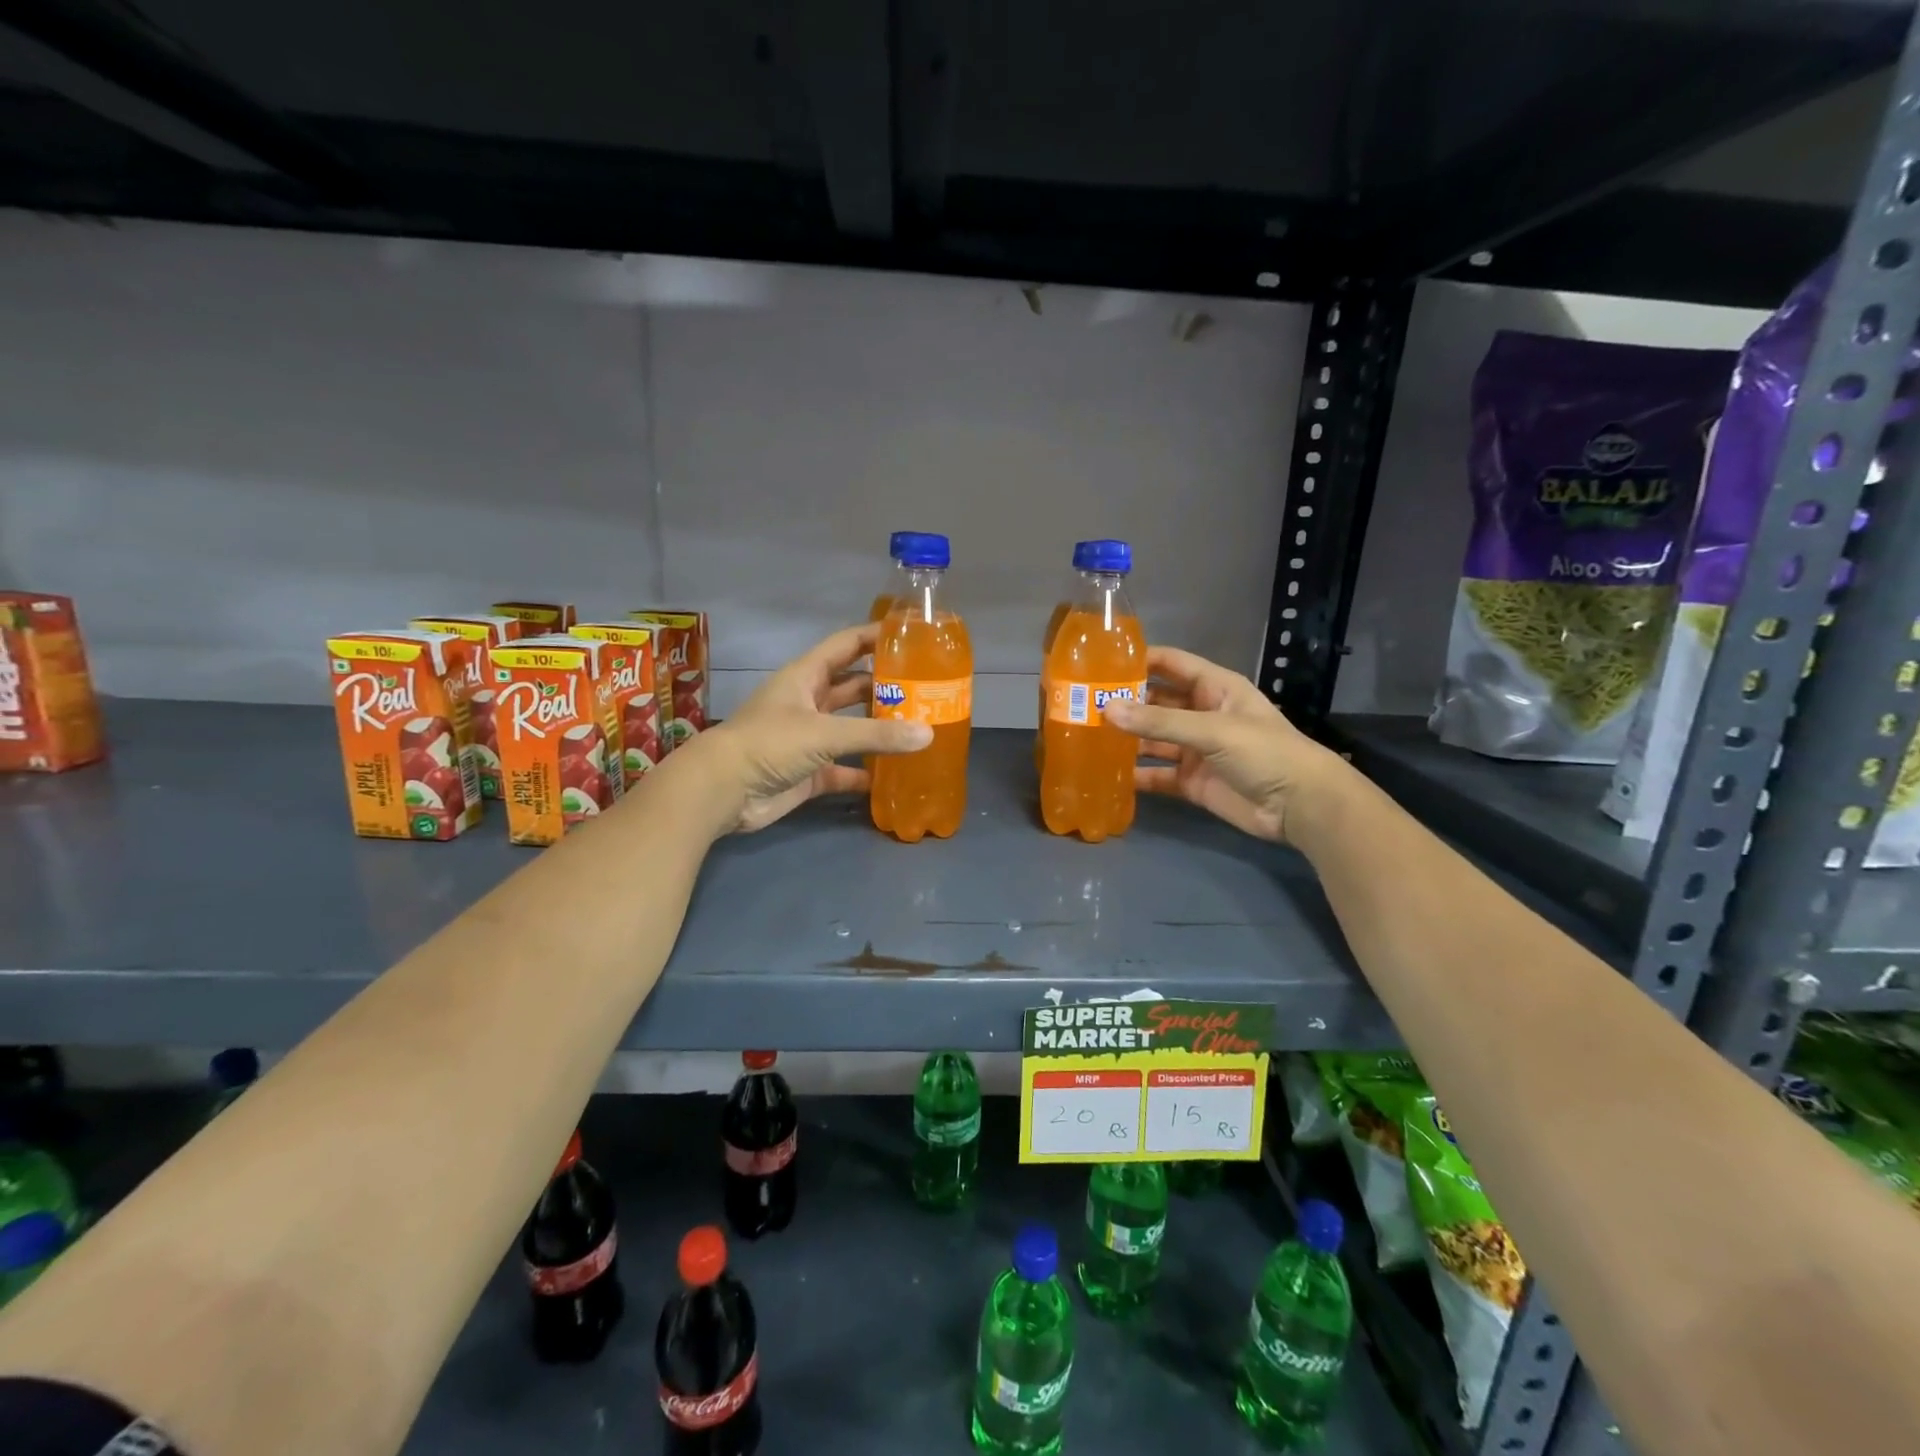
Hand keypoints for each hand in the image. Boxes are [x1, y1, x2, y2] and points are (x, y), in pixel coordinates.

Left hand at [696, 623, 931, 833]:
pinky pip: (844, 770)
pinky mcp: (809, 772)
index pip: (847, 645)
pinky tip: (893, 776)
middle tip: (927, 690)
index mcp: (806, 676)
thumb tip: (928, 734)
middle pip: (853, 687)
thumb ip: (876, 734)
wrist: (723, 791)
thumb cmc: (770, 744)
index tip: (912, 635)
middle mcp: (809, 702)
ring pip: (851, 729)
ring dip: (878, 730)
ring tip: (919, 729)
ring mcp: (808, 739)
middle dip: (886, 687)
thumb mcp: (824, 732)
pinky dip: (864, 772)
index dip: (875, 636)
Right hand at [1102, 647, 1347, 844]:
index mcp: (1215, 688)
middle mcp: (1203, 714)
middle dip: (1125, 703)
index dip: (1139, 661)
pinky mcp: (1193, 782)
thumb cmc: (1264, 752)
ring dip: (1127, 739)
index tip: (1100, 663)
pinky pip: (1159, 774)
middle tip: (1082, 704)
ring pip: (1154, 739)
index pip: (1171, 664)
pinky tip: (1108, 774)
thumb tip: (1106, 709)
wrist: (1300, 806)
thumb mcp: (1212, 730)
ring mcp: (1197, 750)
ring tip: (1087, 737)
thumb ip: (1159, 722)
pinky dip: (1137, 775)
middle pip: (1157, 703)